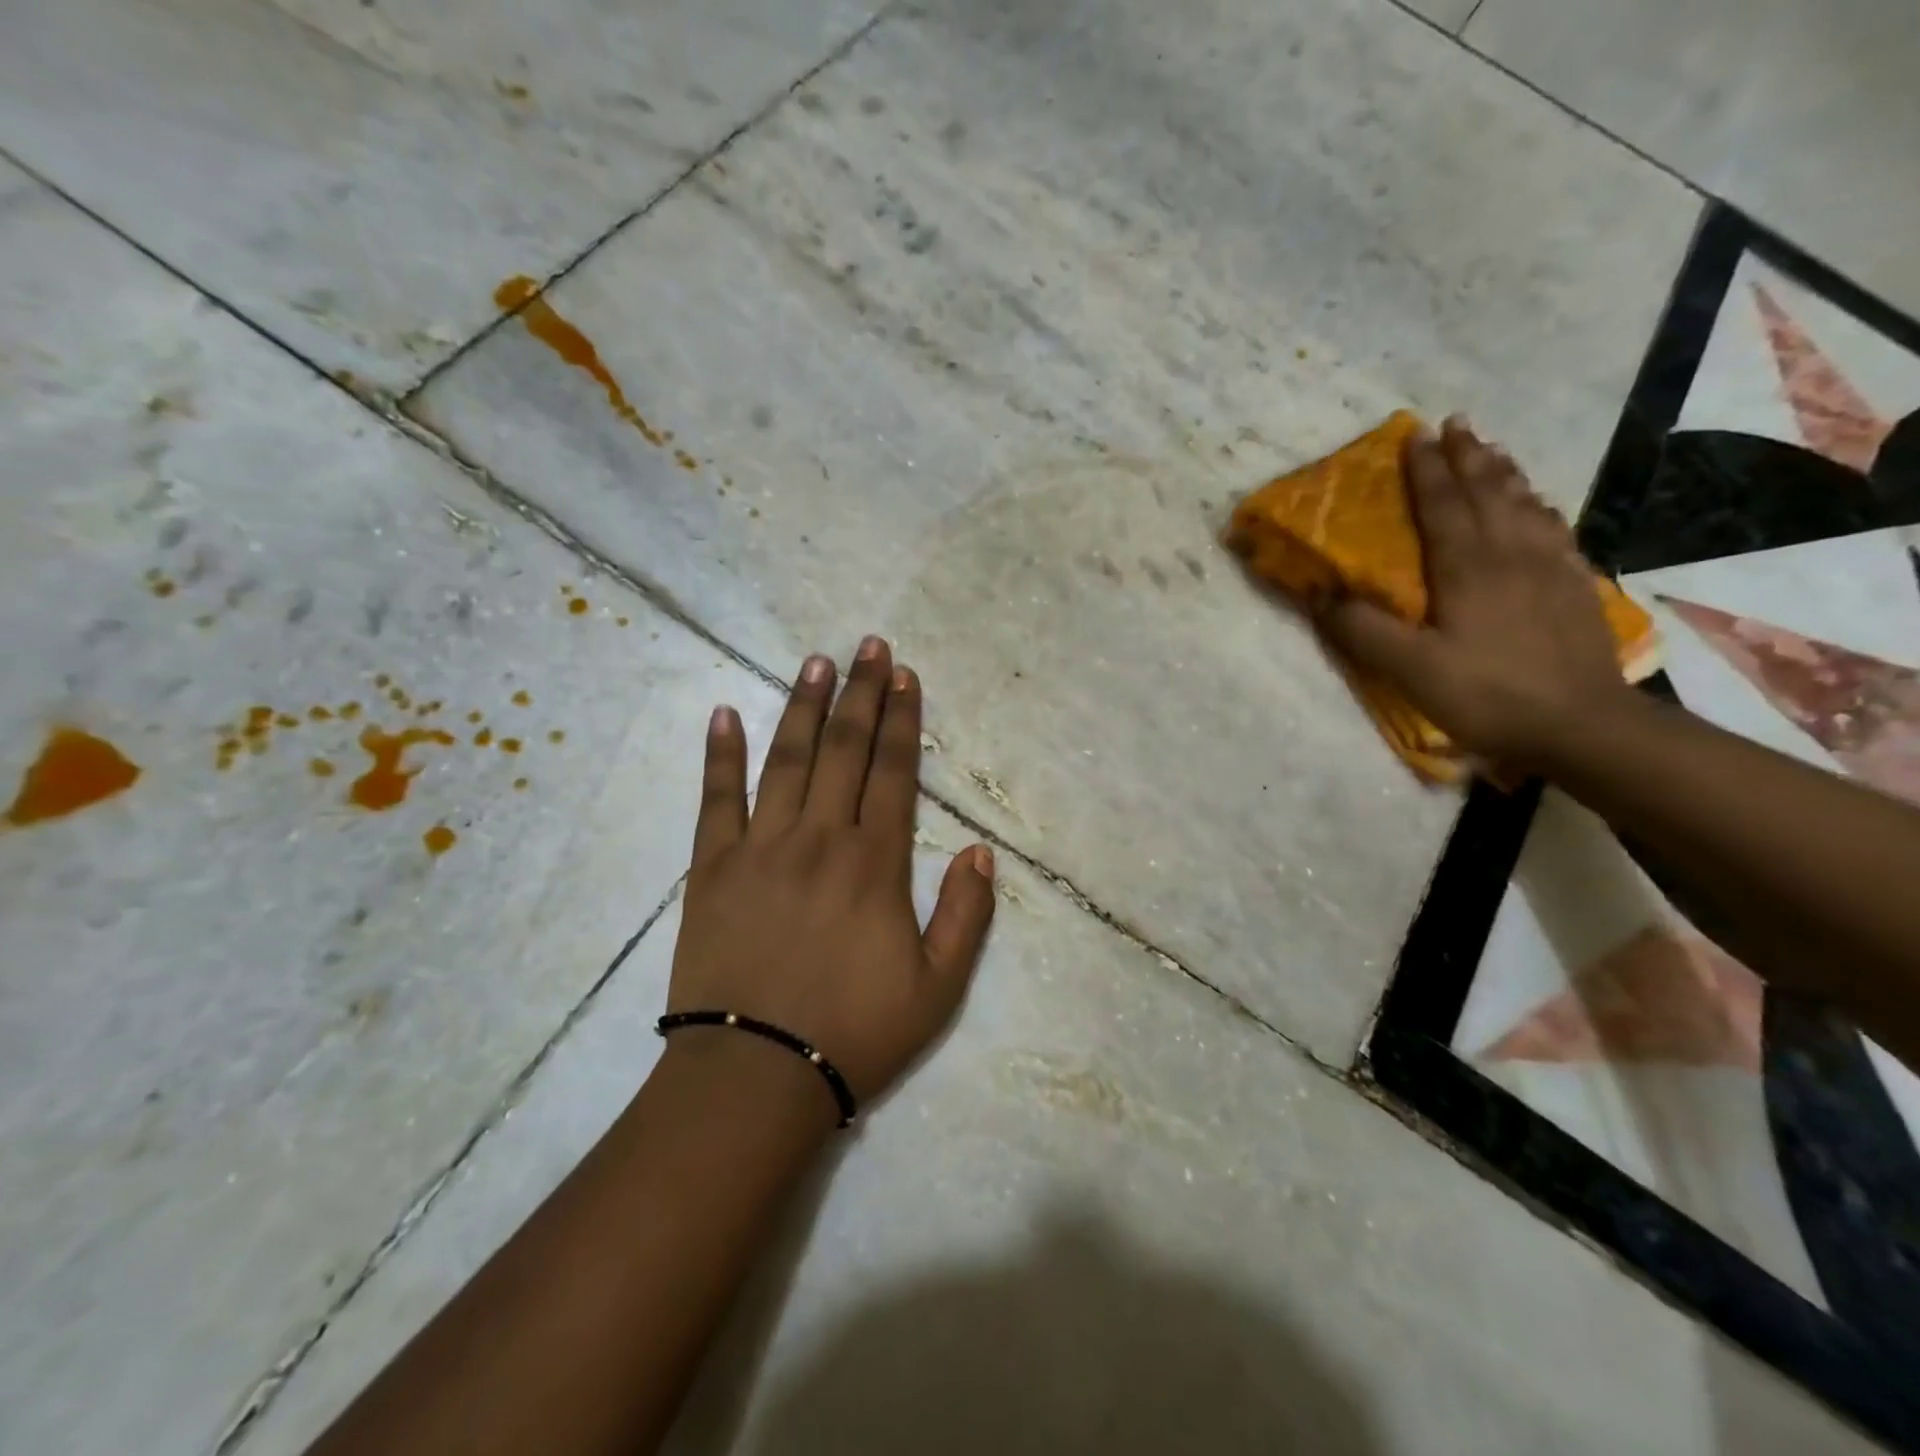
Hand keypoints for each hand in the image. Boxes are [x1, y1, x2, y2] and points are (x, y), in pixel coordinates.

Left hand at [666, 636, 995, 1113]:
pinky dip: (720, 756)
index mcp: (875, 863)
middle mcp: (820, 838)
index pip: (893, 772)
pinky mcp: (711, 868)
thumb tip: (981, 851)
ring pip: (786, 760)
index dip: (901, 720)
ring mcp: (761, 847)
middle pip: (843, 750)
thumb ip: (966, 915)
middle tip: (868, 646)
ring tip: (816, 662)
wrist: (756, 1077)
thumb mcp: (938, 988)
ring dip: (802, 706)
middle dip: (859, 694)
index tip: (904, 676)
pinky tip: (723, 714)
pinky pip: (716, 800)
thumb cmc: (855, 1033)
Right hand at [1314, 416, 1628, 768]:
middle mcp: (1511, 554)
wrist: (1582, 725)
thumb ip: (1362, 630)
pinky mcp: (1575, 587)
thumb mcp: (1409, 669)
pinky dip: (1539, 505)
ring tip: (1492, 450)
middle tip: (1456, 424)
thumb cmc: (1487, 694)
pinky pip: (1555, 529)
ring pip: (1525, 503)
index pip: (1442, 505)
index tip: (1414, 434)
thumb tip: (1318, 594)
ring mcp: (1551, 567)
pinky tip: (1539, 505)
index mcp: (1467, 568)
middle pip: (1488, 492)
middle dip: (1468, 456)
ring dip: (1504, 472)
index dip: (1426, 470)